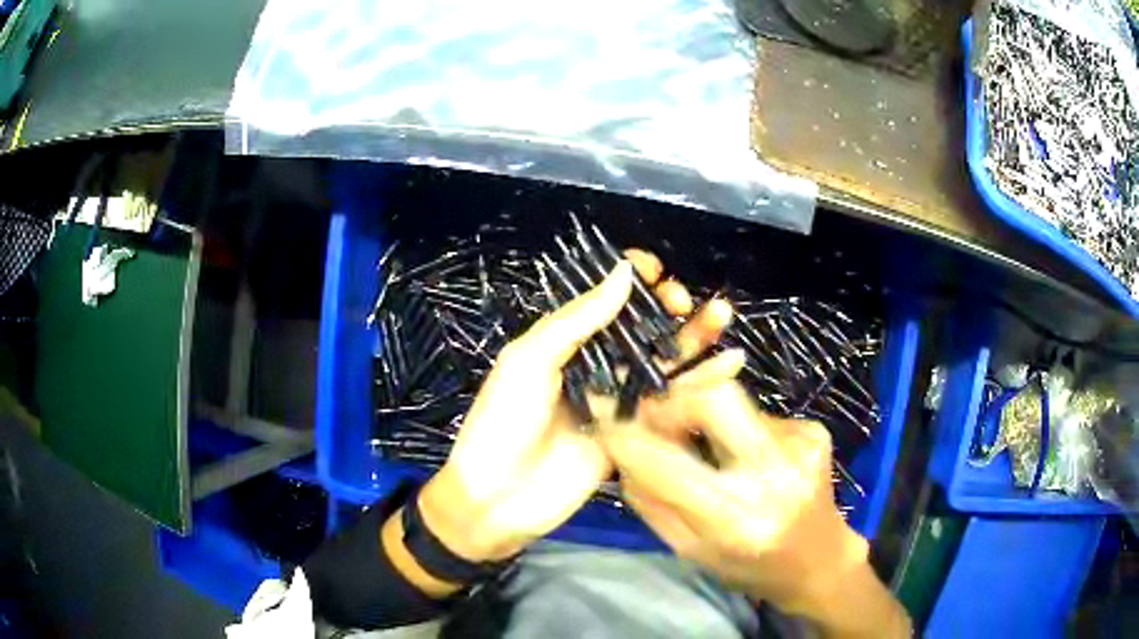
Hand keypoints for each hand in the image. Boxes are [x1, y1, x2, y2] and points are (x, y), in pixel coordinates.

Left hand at [417, 251, 736, 563]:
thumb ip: (577, 320)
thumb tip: (623, 272)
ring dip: (692, 336)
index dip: (629, 280)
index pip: (603, 300)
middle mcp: (593, 364)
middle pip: (638, 327)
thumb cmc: (502, 423)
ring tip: (721, 315)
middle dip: (665, 305)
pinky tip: (730, 362)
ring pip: (661, 360)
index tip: (655, 270)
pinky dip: (701, 382)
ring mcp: (616, 399)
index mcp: (562, 341)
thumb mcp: (528, 362)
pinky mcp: (635, 432)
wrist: (498, 499)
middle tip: (682, 300)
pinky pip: (671, 402)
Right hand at [600, 381, 871, 616]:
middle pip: (714, 398)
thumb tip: (622, 453)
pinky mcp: (814, 431)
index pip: (665, 462)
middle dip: (674, 400)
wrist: (819, 561)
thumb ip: (652, 503)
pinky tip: (749, 458)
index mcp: (734, 518)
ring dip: (707, 419)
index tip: (608, 421)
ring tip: (708, 447)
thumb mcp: (691, 552)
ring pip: (735, 401)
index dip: (628, 436)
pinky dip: (740, 430)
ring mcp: (800, 446)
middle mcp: (773, 475)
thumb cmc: (750, 568)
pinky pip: (759, 414)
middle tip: (657, 417)